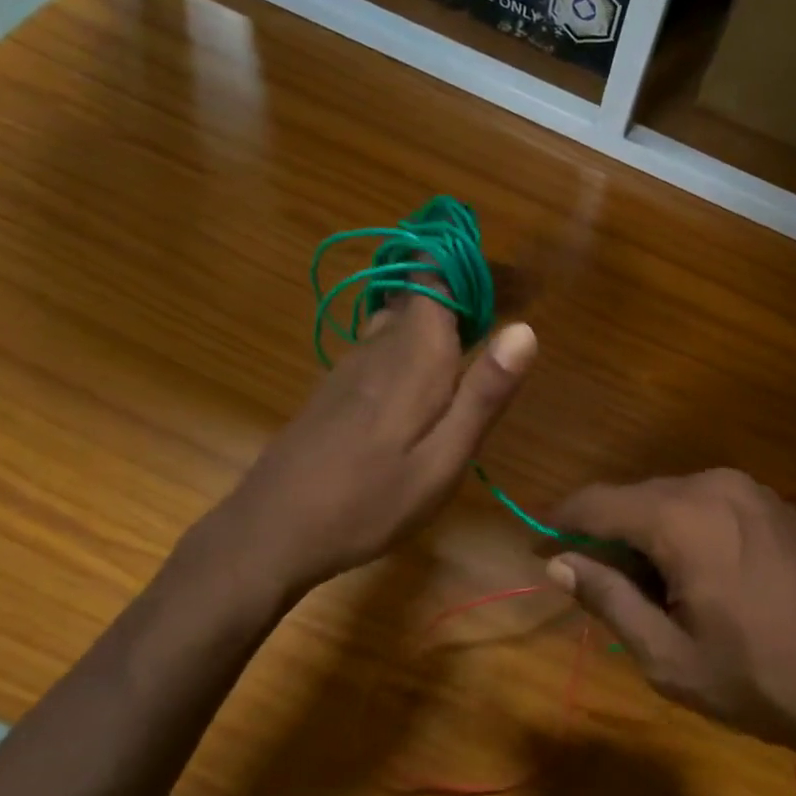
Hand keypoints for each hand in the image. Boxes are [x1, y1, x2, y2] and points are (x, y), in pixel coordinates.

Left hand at [178, 296, 535, 622]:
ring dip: (439, 313)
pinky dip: (414, 337)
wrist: (270, 531)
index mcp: (413, 353)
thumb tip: (525, 329)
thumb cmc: (368, 501)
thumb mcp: (443, 460)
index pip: (436, 274)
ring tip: (479, 331)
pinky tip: (428, 370)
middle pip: (422, 290)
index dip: (471, 264)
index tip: (511, 276)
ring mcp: (352, 364)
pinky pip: (382, 340)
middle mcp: (380, 344)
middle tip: (511, 304)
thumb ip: (484, 393)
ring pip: (400, 314)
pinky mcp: (336, 386)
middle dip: (465, 288)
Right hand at [547, 469, 795, 795]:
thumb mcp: (667, 655)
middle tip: (596, 585)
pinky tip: (697, 574)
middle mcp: (713, 484)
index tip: (539, 551)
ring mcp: (750, 489)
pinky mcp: (775, 503)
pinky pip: (708, 502)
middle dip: (607, 534)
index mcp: (681, 516)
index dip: (560, 523)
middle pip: (636, 496)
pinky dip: (685, 527)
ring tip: (651, 588)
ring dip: (648, 532)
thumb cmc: (756, 679)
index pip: (598, 502)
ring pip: (672, 498)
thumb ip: (608, 598)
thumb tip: (559, 563)